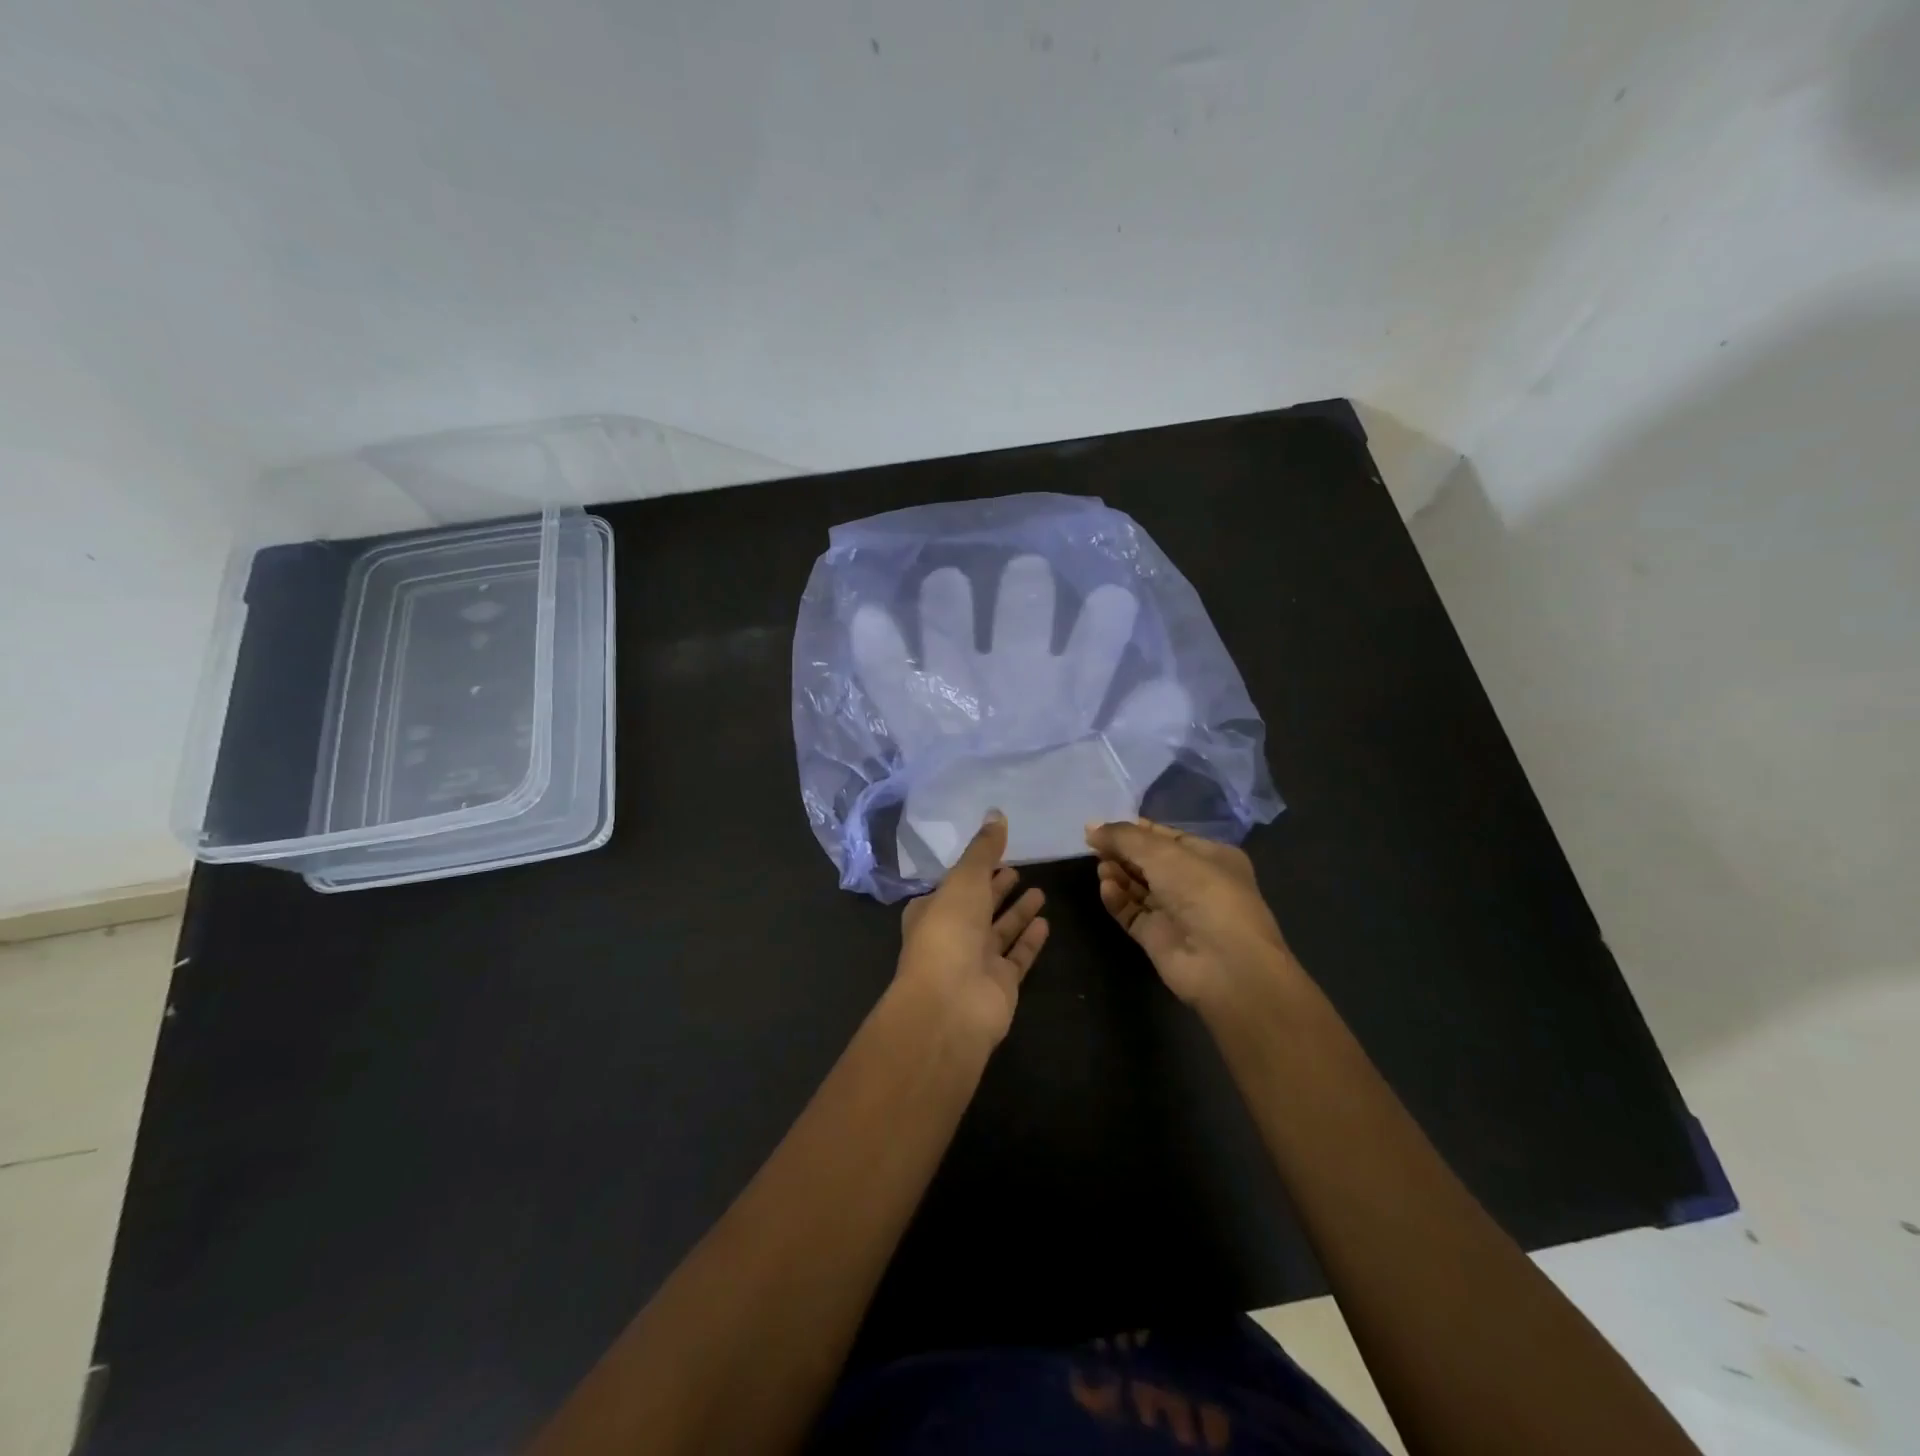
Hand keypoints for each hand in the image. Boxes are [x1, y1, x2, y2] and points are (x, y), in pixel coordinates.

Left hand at [896, 810, 1049, 1045]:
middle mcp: (952, 935)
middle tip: (1019, 869)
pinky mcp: (1000, 984)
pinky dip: (1029, 940)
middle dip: (996, 889)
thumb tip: (996, 812)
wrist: (951, 1004)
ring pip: (1000, 931)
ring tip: (1040, 891)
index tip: (996, 854)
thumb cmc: (949, 932)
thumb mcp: (964, 880)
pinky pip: (1018, 956)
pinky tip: (1046, 922)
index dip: (974, 870)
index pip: (954, 885)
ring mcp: (976, 962)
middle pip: (978, 907)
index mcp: (932, 910)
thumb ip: (983, 849)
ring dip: (1017, 912)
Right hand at [1086, 818, 1297, 1009]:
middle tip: (1095, 845)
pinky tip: (1105, 887)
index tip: (1104, 826)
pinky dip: (1118, 899)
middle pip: (1150, 862)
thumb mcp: (1163, 853)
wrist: (1223, 963)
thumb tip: (1091, 827)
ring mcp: (1177, 913)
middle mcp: (1195, 884)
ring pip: (1139, 888)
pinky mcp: (1159, 939)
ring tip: (1100, 866)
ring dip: (1119, 874)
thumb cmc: (1202, 892)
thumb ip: (1124, 837)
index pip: (1167, 838)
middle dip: (1123, 852)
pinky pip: (1132, 913)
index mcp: (1211, 857)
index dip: (1136, 830)